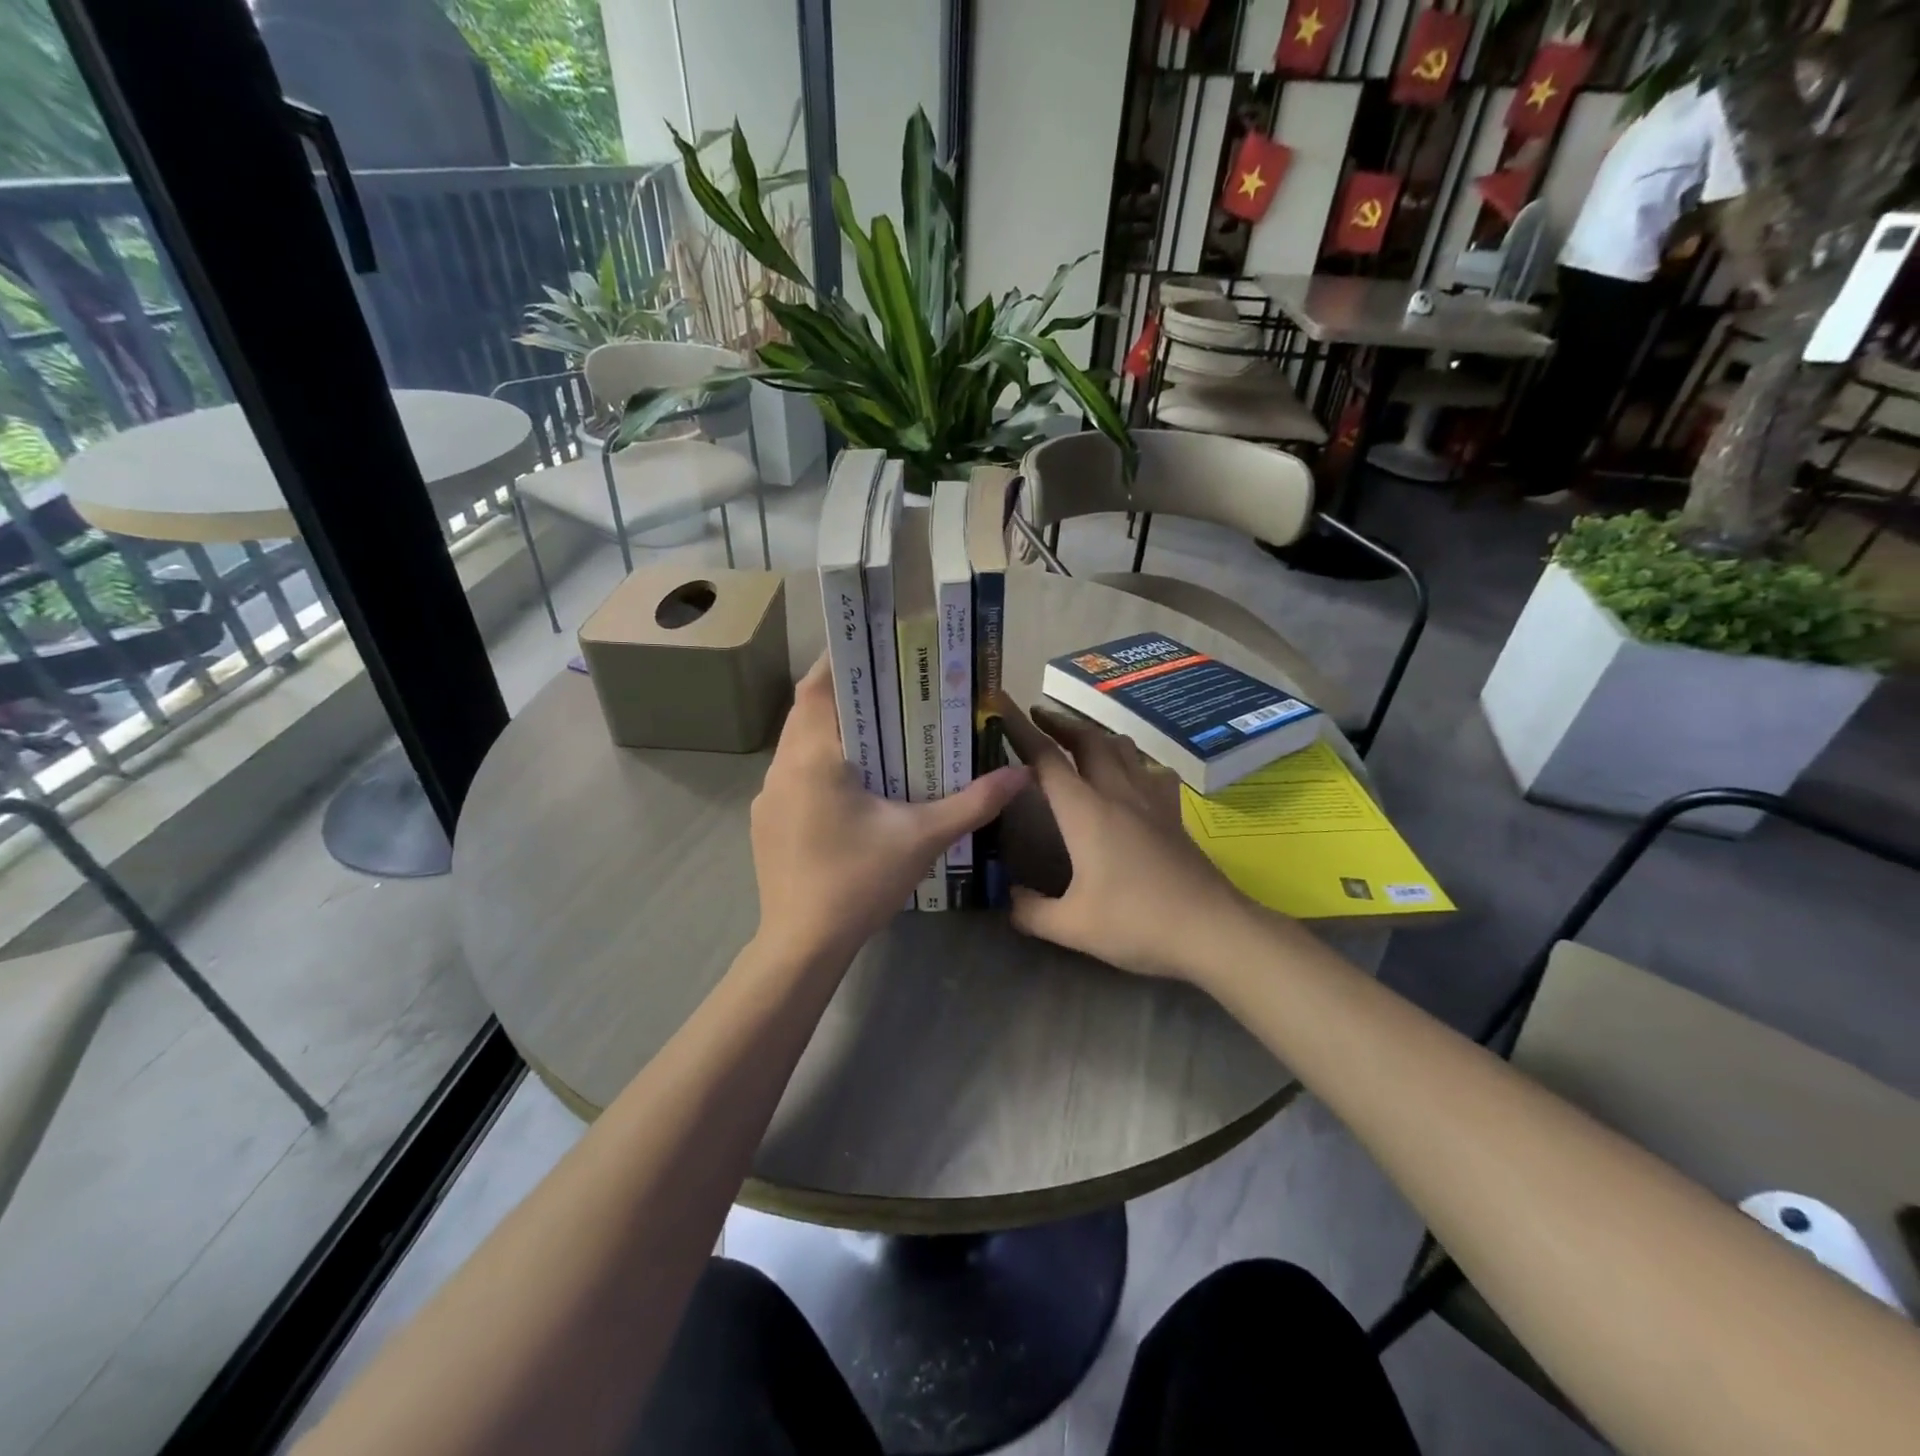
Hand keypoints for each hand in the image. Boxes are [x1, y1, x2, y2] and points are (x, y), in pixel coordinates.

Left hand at [751, 657, 1028, 963]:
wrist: (802, 945)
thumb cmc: (859, 883)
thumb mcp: (923, 838)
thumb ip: (973, 802)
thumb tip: (1020, 774)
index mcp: (813, 758)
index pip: (818, 688)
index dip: (842, 660)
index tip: (875, 647)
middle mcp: (782, 767)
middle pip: (807, 711)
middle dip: (845, 694)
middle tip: (889, 688)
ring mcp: (768, 796)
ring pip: (797, 743)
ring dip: (830, 730)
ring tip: (876, 731)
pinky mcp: (766, 820)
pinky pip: (792, 773)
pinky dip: (819, 761)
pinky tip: (851, 783)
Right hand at [996, 694, 1251, 982]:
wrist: (1212, 929)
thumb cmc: (1137, 922)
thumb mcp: (1072, 927)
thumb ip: (1030, 911)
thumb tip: (1007, 897)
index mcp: (1085, 811)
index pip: (1045, 758)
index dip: (1019, 728)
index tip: (1001, 704)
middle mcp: (1117, 793)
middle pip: (1087, 740)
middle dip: (1058, 722)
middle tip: (1037, 716)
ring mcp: (1150, 800)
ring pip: (1121, 747)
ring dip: (1094, 734)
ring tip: (1078, 738)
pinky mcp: (1172, 813)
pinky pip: (1150, 770)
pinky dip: (1132, 760)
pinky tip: (1132, 773)